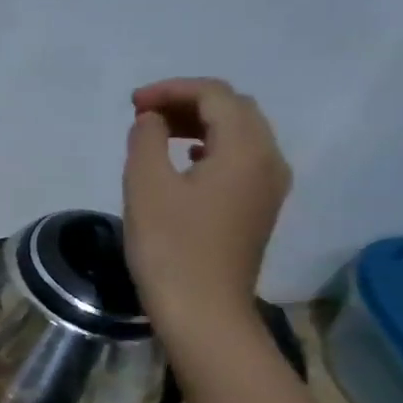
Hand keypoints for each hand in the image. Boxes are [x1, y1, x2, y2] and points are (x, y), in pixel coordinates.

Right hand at [122, 77, 290, 342]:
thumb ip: (147, 140)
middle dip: (188, 102)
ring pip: (240, 134)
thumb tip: (152, 120)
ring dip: (199, 124)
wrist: (203, 312)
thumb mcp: (146, 186)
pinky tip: (184, 161)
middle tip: (144, 114)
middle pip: (235, 110)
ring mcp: (269, 187)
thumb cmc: (170, 247)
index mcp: (246, 149)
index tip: (133, 103)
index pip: (215, 96)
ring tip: (157, 133)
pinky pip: (240, 160)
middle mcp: (269, 160)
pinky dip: (210, 148)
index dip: (172, 90)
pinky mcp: (258, 209)